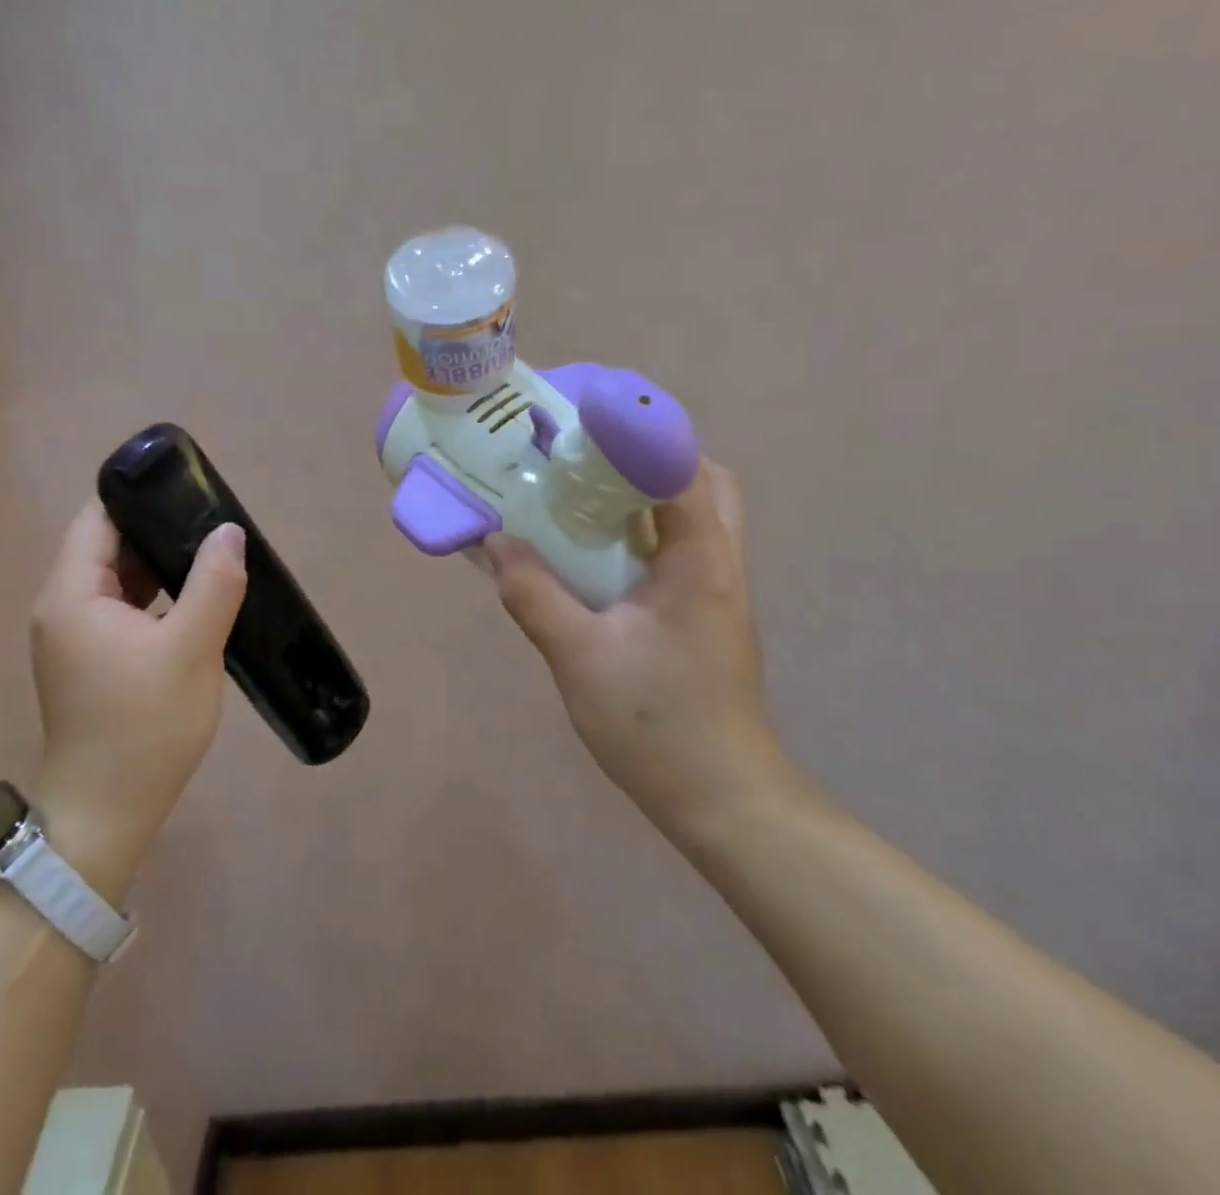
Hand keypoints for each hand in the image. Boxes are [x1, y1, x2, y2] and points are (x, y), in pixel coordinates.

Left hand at [27, 500, 247, 901]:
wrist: (107, 814)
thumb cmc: (145, 726)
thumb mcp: (191, 649)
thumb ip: (212, 583)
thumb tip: (229, 531)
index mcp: (73, 593)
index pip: (98, 519)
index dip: (139, 496)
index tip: (188, 486)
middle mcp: (63, 606)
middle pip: (107, 545)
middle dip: (157, 529)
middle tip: (212, 520)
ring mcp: (74, 635)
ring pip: (117, 578)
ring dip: (159, 564)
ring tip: (210, 552)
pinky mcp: (90, 659)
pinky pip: (122, 608)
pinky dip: (154, 595)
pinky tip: (193, 596)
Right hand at [484, 460, 798, 842]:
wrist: (723, 800)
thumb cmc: (657, 725)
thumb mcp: (580, 658)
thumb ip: (535, 595)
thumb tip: (495, 543)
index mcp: (700, 562)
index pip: (682, 467)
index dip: (636, 432)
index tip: (584, 420)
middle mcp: (719, 564)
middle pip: (704, 481)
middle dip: (652, 456)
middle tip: (591, 459)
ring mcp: (718, 591)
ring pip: (696, 516)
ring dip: (650, 493)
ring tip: (588, 495)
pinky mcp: (706, 615)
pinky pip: (681, 549)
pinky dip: (646, 532)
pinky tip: (599, 555)